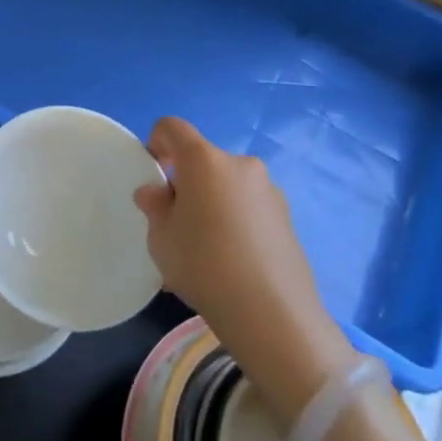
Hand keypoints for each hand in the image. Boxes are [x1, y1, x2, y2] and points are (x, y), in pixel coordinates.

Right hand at [134, 118, 355, 415]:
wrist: (272, 313)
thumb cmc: (203, 264)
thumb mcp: (161, 237)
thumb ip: (154, 206)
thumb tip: (156, 192)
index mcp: (204, 159)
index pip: (172, 127)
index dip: (156, 142)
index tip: (154, 175)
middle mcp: (240, 164)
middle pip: (203, 159)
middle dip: (186, 181)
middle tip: (177, 222)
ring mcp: (269, 190)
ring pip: (227, 185)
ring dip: (212, 202)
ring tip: (206, 248)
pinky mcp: (287, 217)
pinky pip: (248, 207)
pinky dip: (235, 220)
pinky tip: (231, 260)